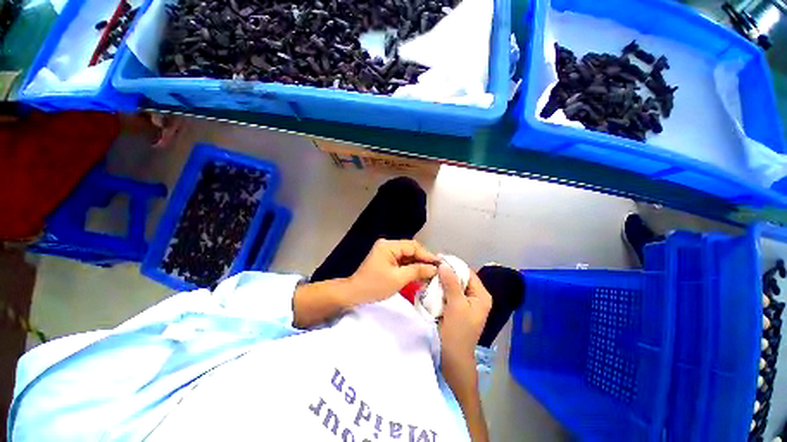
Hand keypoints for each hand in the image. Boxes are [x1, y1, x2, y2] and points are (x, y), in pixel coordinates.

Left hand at [347, 239, 438, 305]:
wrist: (355, 293)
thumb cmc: (375, 285)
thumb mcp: (398, 279)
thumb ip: (417, 271)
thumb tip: (434, 268)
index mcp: (389, 246)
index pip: (413, 246)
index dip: (427, 255)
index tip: (440, 263)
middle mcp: (388, 245)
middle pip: (410, 250)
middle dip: (423, 260)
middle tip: (437, 269)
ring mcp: (386, 252)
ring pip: (407, 256)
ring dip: (417, 264)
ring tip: (431, 273)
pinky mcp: (386, 259)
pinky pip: (402, 261)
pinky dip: (410, 267)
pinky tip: (420, 274)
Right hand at [438, 266, 491, 391]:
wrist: (452, 357)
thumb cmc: (458, 331)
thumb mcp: (456, 305)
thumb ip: (451, 283)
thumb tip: (443, 264)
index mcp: (481, 295)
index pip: (468, 272)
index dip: (454, 264)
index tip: (438, 258)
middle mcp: (475, 296)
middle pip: (460, 278)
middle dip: (446, 272)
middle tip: (431, 265)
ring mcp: (465, 302)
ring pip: (453, 284)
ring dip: (442, 280)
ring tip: (429, 273)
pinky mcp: (456, 307)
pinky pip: (448, 292)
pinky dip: (440, 288)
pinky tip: (431, 284)